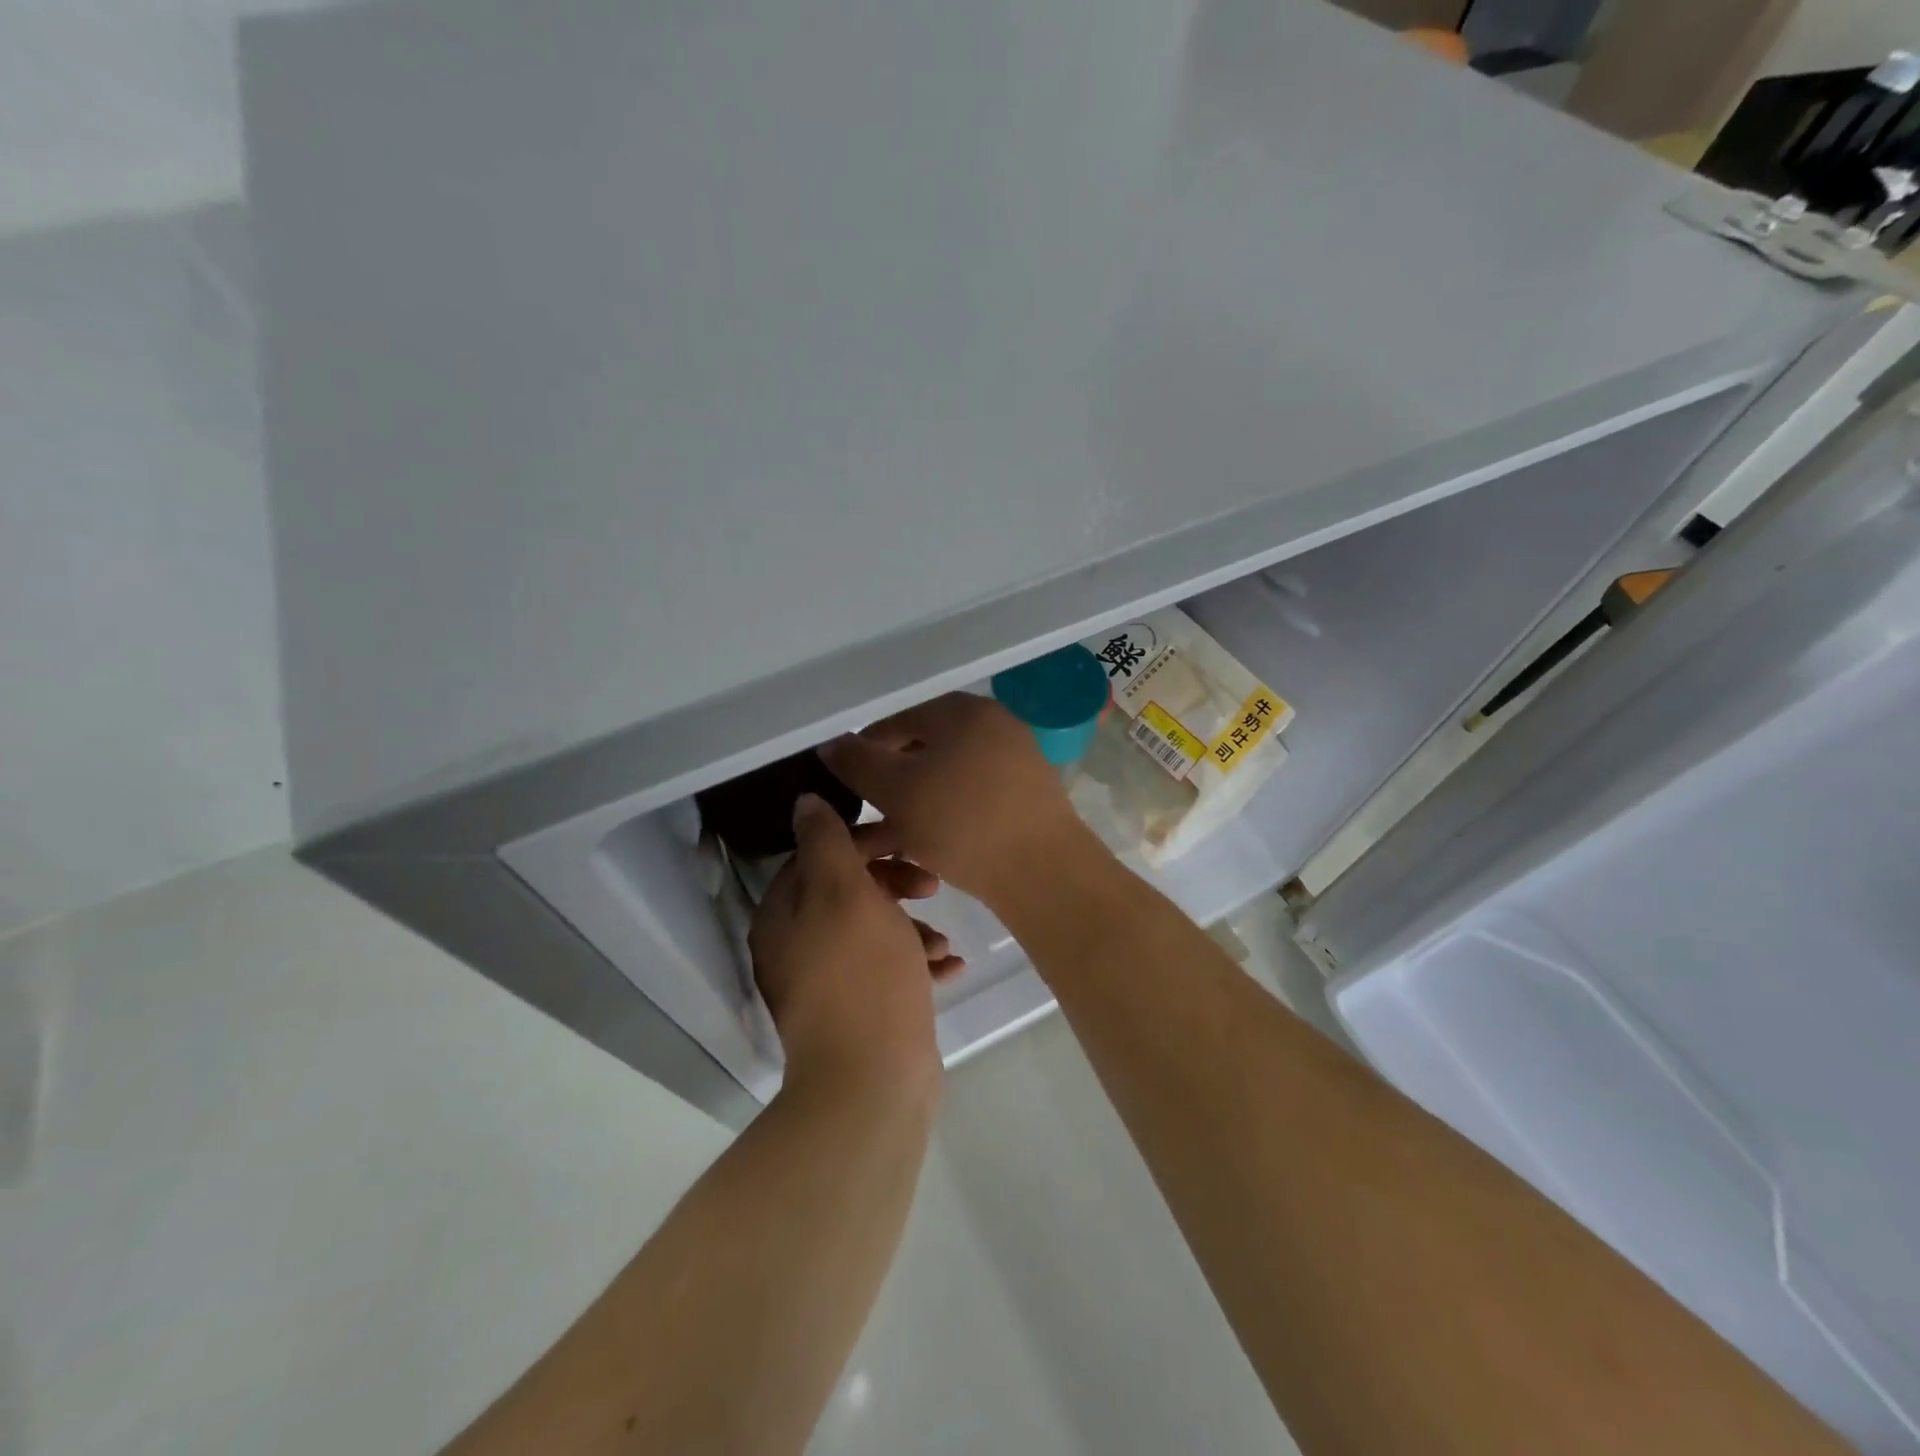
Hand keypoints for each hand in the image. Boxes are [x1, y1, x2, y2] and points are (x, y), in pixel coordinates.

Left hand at [749, 794, 961, 1092]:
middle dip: (894, 883)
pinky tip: (951, 966)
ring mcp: (826, 983)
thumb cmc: (863, 976)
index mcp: (784, 915)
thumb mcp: (845, 894)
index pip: (819, 854)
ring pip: (873, 931)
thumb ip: (825, 842)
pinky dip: (916, 962)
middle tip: (932, 886)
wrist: (873, 1084)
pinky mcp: (857, 1011)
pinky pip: (887, 970)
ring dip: (911, 926)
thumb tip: (805, 801)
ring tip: (943, 939)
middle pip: (848, 891)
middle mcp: (796, 946)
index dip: (865, 841)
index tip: (908, 841)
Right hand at [819, 693, 1091, 905]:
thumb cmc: (962, 822)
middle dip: (890, 783)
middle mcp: (993, 725)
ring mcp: (1015, 760)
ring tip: (888, 839)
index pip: (895, 722)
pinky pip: (973, 798)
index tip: (843, 786)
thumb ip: (858, 762)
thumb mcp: (897, 790)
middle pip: (923, 750)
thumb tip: (832, 743)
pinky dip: (945, 815)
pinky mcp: (1027, 796)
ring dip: (914, 805)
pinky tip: (926, 845)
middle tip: (866, 816)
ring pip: (947, 778)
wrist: (1043, 871)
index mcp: (962, 711)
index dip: (862, 752)